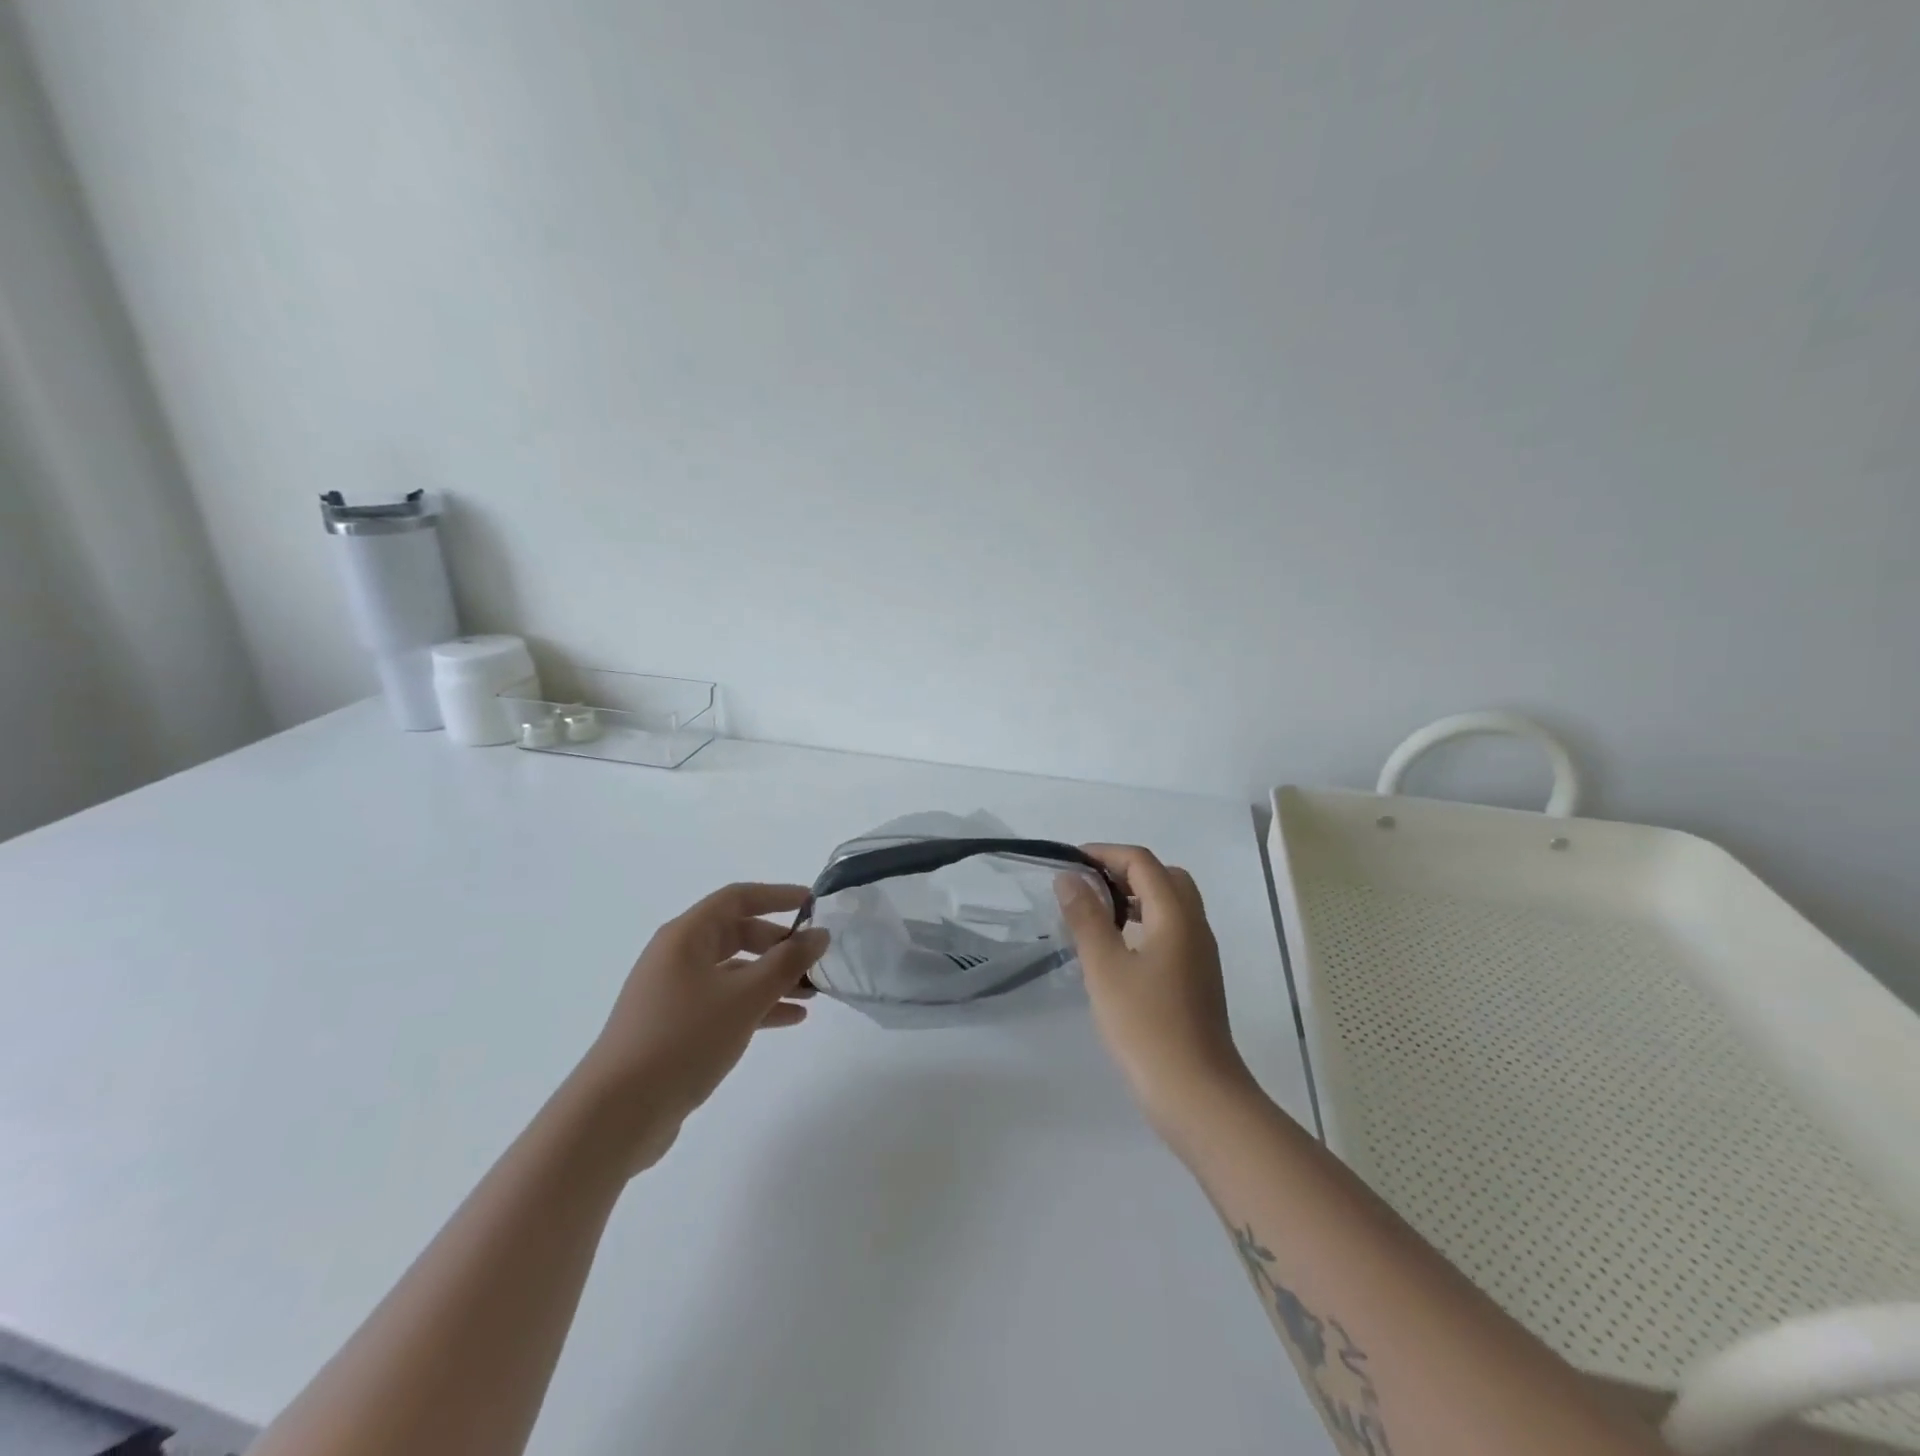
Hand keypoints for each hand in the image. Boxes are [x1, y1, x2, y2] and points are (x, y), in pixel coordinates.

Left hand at [576, 883, 828, 1170]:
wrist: (616, 1114)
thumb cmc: (683, 1039)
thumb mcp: (745, 997)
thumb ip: (787, 963)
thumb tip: (819, 934)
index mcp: (686, 936)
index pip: (738, 898)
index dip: (778, 896)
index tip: (814, 905)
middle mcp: (678, 957)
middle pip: (737, 934)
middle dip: (780, 944)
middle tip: (817, 959)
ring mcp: (675, 994)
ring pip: (735, 972)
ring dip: (773, 978)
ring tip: (813, 992)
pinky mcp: (676, 1028)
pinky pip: (726, 1003)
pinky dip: (757, 1005)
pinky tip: (790, 1019)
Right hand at [1055, 845, 1257, 1145]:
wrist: (1198, 1096)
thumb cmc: (1146, 1027)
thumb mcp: (1105, 968)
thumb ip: (1086, 918)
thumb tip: (1069, 877)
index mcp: (1176, 916)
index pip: (1143, 862)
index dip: (1105, 853)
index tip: (1070, 863)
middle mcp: (1195, 926)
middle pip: (1164, 877)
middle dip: (1124, 871)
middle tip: (1087, 887)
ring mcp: (1200, 955)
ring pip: (1171, 905)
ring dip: (1136, 897)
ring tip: (1097, 916)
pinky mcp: (1198, 979)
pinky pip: (1172, 930)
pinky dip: (1145, 922)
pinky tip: (1118, 951)